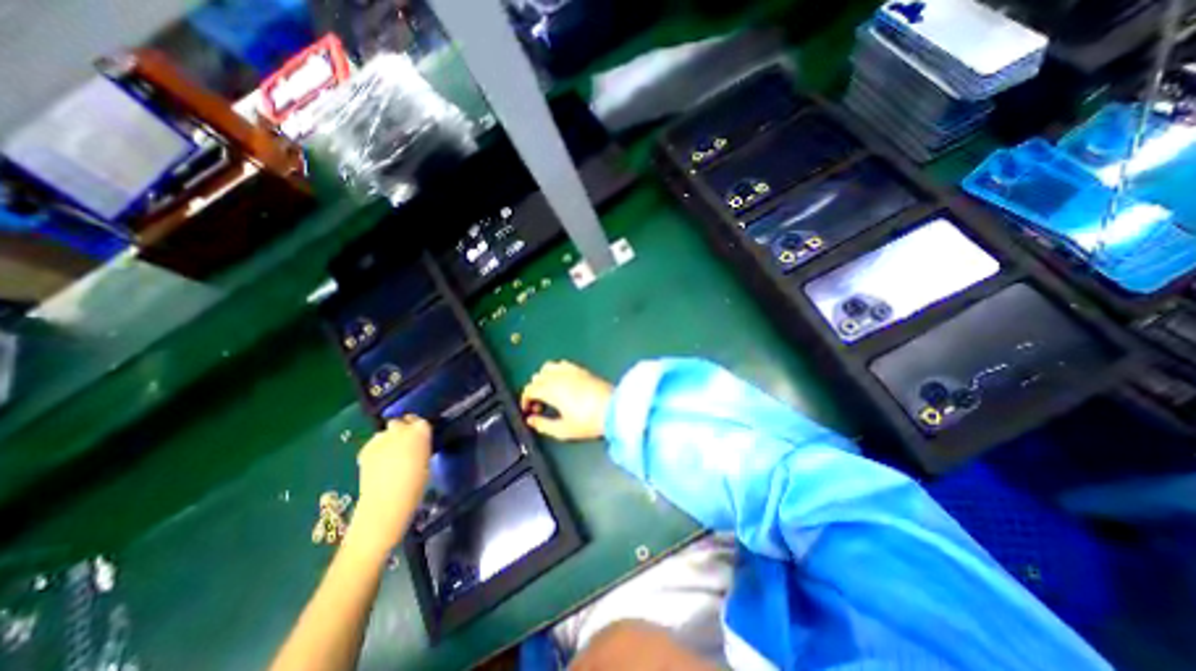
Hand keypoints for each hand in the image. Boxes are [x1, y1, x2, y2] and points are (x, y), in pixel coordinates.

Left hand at [349, 416, 431, 557]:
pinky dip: (375, 450)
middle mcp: (400, 430)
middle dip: (400, 430)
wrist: (387, 502)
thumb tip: (415, 446)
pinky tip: (378, 463)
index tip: (418, 435)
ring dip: (387, 440)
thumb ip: (420, 447)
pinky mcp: (365, 449)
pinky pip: (372, 444)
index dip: (417, 427)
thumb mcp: (426, 461)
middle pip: (399, 422)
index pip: (419, 421)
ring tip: (389, 456)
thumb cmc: (416, 484)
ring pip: (384, 433)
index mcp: (420, 431)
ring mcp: (381, 438)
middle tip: (403, 444)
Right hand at [520, 363, 611, 438]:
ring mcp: (571, 370)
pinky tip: (563, 383)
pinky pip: (562, 364)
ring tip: (550, 392)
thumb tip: (530, 420)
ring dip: (544, 378)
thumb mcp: (563, 430)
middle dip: (534, 390)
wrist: (614, 409)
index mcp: (550, 390)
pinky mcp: (582, 369)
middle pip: (537, 377)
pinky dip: (556, 371)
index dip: (525, 400)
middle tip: (540, 406)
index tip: (529, 411)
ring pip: (548, 367)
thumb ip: (543, 425)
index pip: (529, 389)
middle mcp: (558, 376)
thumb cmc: (587, 421)